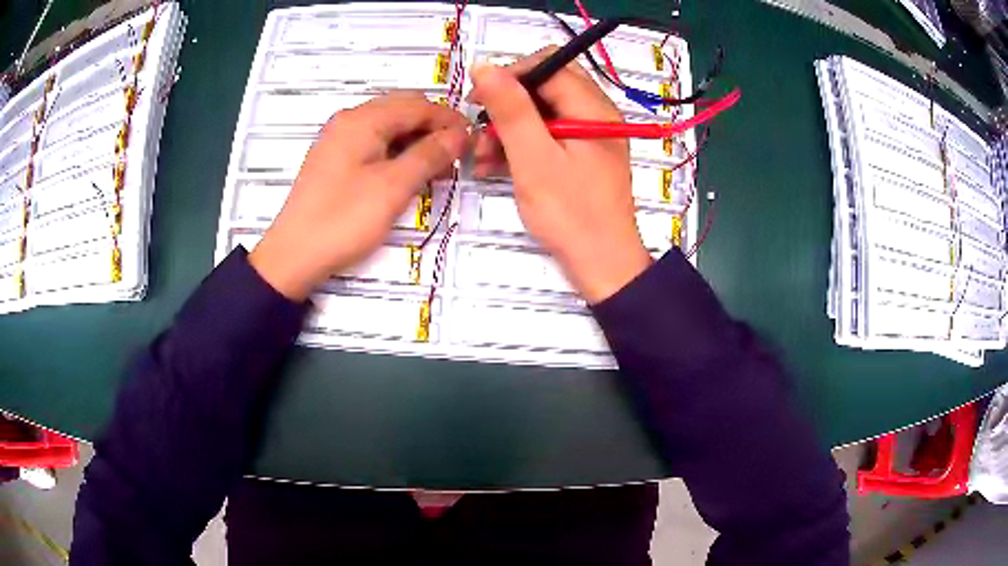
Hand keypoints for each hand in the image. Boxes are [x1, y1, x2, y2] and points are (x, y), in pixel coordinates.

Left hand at [249, 92, 468, 300]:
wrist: (294, 255)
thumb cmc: (344, 219)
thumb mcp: (393, 187)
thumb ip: (429, 154)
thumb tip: (460, 133)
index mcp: (363, 119)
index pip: (418, 105)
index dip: (449, 120)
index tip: (473, 142)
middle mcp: (349, 120)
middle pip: (402, 110)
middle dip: (432, 127)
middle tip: (455, 156)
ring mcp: (339, 139)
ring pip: (388, 126)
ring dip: (415, 140)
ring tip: (435, 168)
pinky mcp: (334, 159)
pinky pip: (373, 143)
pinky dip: (395, 151)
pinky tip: (406, 173)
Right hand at [470, 48, 651, 303]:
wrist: (602, 266)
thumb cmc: (571, 214)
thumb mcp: (534, 159)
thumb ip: (511, 110)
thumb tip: (485, 66)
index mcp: (592, 108)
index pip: (549, 65)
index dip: (510, 75)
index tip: (478, 99)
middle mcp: (595, 115)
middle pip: (544, 87)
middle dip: (507, 106)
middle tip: (479, 131)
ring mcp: (588, 136)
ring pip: (541, 113)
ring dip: (507, 129)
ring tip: (481, 158)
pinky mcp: (580, 156)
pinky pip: (545, 137)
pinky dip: (519, 146)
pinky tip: (493, 167)